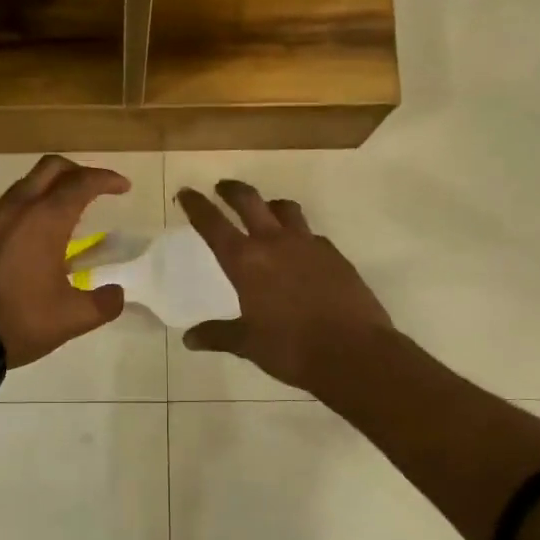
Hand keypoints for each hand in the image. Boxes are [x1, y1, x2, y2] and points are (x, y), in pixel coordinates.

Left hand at [0, 155, 129, 367]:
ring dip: (48, 190)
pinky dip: (25, 212)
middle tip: (94, 190)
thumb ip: (104, 303)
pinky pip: (4, 210)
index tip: (123, 187)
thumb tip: (116, 294)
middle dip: (77, 171)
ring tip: (64, 218)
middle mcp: (16, 209)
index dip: (106, 179)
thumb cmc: (20, 320)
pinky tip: (30, 242)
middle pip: (50, 168)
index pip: (81, 183)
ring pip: (23, 186)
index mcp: (45, 220)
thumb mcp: (73, 318)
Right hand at [176, 180, 394, 391]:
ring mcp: (309, 245)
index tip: (186, 193)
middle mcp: (275, 243)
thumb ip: (218, 335)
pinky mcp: (335, 255)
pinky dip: (299, 234)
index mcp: (246, 261)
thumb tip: (190, 339)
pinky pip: (312, 235)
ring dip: (270, 205)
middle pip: (250, 201)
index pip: (213, 224)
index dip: (196, 206)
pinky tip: (300, 251)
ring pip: (286, 209)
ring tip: (265, 211)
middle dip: (232, 191)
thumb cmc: (291, 348)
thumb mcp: (248, 344)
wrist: (354, 352)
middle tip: (222, 187)